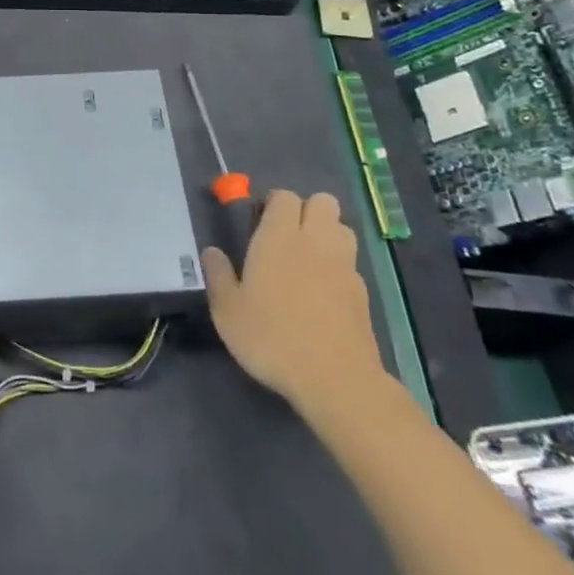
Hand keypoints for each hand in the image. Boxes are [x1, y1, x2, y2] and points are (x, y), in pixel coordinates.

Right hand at [202, 191, 384, 418]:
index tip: (258, 223)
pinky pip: (350, 262)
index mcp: (279, 237)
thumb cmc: (272, 338)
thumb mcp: (228, 311)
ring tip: (307, 259)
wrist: (335, 379)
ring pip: (341, 227)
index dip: (272, 203)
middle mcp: (315, 241)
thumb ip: (218, 275)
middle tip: (285, 236)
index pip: (284, 196)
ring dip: (326, 233)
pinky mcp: (362, 292)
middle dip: (306, 210)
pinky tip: (323, 292)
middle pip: (322, 201)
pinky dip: (338, 266)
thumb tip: (211, 251)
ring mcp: (344, 265)